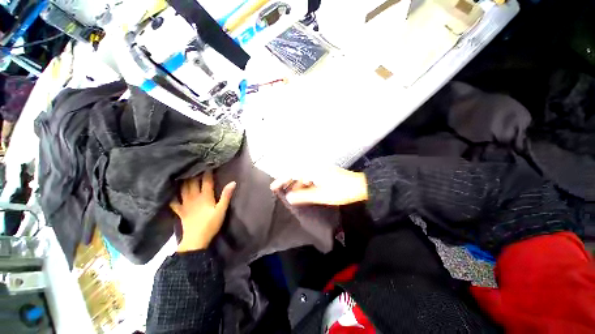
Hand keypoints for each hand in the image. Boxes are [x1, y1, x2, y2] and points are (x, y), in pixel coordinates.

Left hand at [170, 170, 235, 252]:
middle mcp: (193, 197)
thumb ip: (226, 196)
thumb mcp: (221, 210)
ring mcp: (185, 204)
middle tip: (194, 166)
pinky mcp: (180, 211)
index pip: (206, 181)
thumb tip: (233, 182)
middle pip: (192, 182)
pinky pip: (173, 201)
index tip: (208, 164)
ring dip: (183, 181)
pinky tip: (170, 192)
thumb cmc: (211, 224)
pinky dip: (172, 195)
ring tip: (183, 173)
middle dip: (194, 173)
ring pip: (182, 189)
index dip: (207, 172)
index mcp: (205, 196)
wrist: (196, 240)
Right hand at [270, 166, 367, 205]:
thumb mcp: (321, 195)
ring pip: (303, 175)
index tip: (273, 187)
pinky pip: (309, 177)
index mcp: (312, 170)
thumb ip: (304, 196)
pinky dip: (304, 185)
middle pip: (296, 172)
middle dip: (287, 181)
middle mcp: (314, 167)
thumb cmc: (341, 191)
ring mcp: (319, 170)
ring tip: (291, 194)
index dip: (281, 180)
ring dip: (296, 184)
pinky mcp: (324, 173)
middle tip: (280, 191)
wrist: (360, 186)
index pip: (292, 172)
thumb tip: (289, 197)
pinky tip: (303, 192)